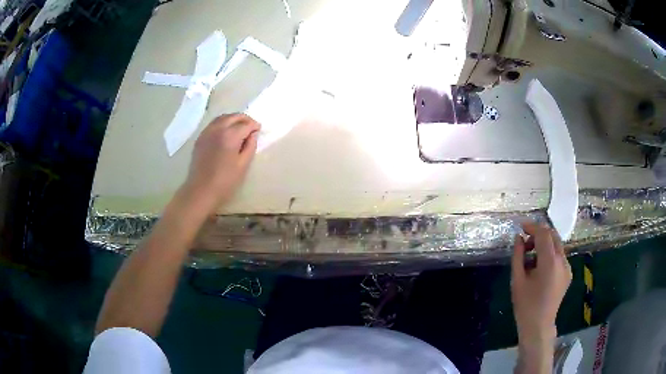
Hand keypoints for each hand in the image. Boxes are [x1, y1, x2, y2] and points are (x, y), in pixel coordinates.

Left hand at [183, 113, 259, 214]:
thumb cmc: (225, 181)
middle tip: (251, 126)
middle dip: (244, 119)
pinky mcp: (200, 138)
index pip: (246, 124)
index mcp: (230, 136)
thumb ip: (250, 146)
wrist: (201, 190)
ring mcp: (207, 132)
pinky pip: (213, 124)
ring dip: (233, 119)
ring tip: (239, 127)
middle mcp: (217, 129)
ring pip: (222, 118)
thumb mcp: (243, 165)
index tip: (259, 130)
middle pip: (233, 117)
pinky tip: (226, 132)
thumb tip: (253, 135)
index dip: (254, 126)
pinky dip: (222, 123)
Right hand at [511, 222, 571, 343]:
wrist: (539, 326)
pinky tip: (539, 268)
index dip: (532, 227)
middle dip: (538, 234)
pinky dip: (549, 254)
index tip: (521, 227)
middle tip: (525, 243)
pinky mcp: (568, 273)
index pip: (544, 234)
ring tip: (530, 258)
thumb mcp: (517, 280)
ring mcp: (567, 267)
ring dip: (544, 244)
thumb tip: (519, 238)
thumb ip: (518, 256)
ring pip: (557, 245)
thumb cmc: (525, 305)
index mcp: (550, 262)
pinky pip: (559, 256)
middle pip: (553, 235)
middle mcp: (562, 261)